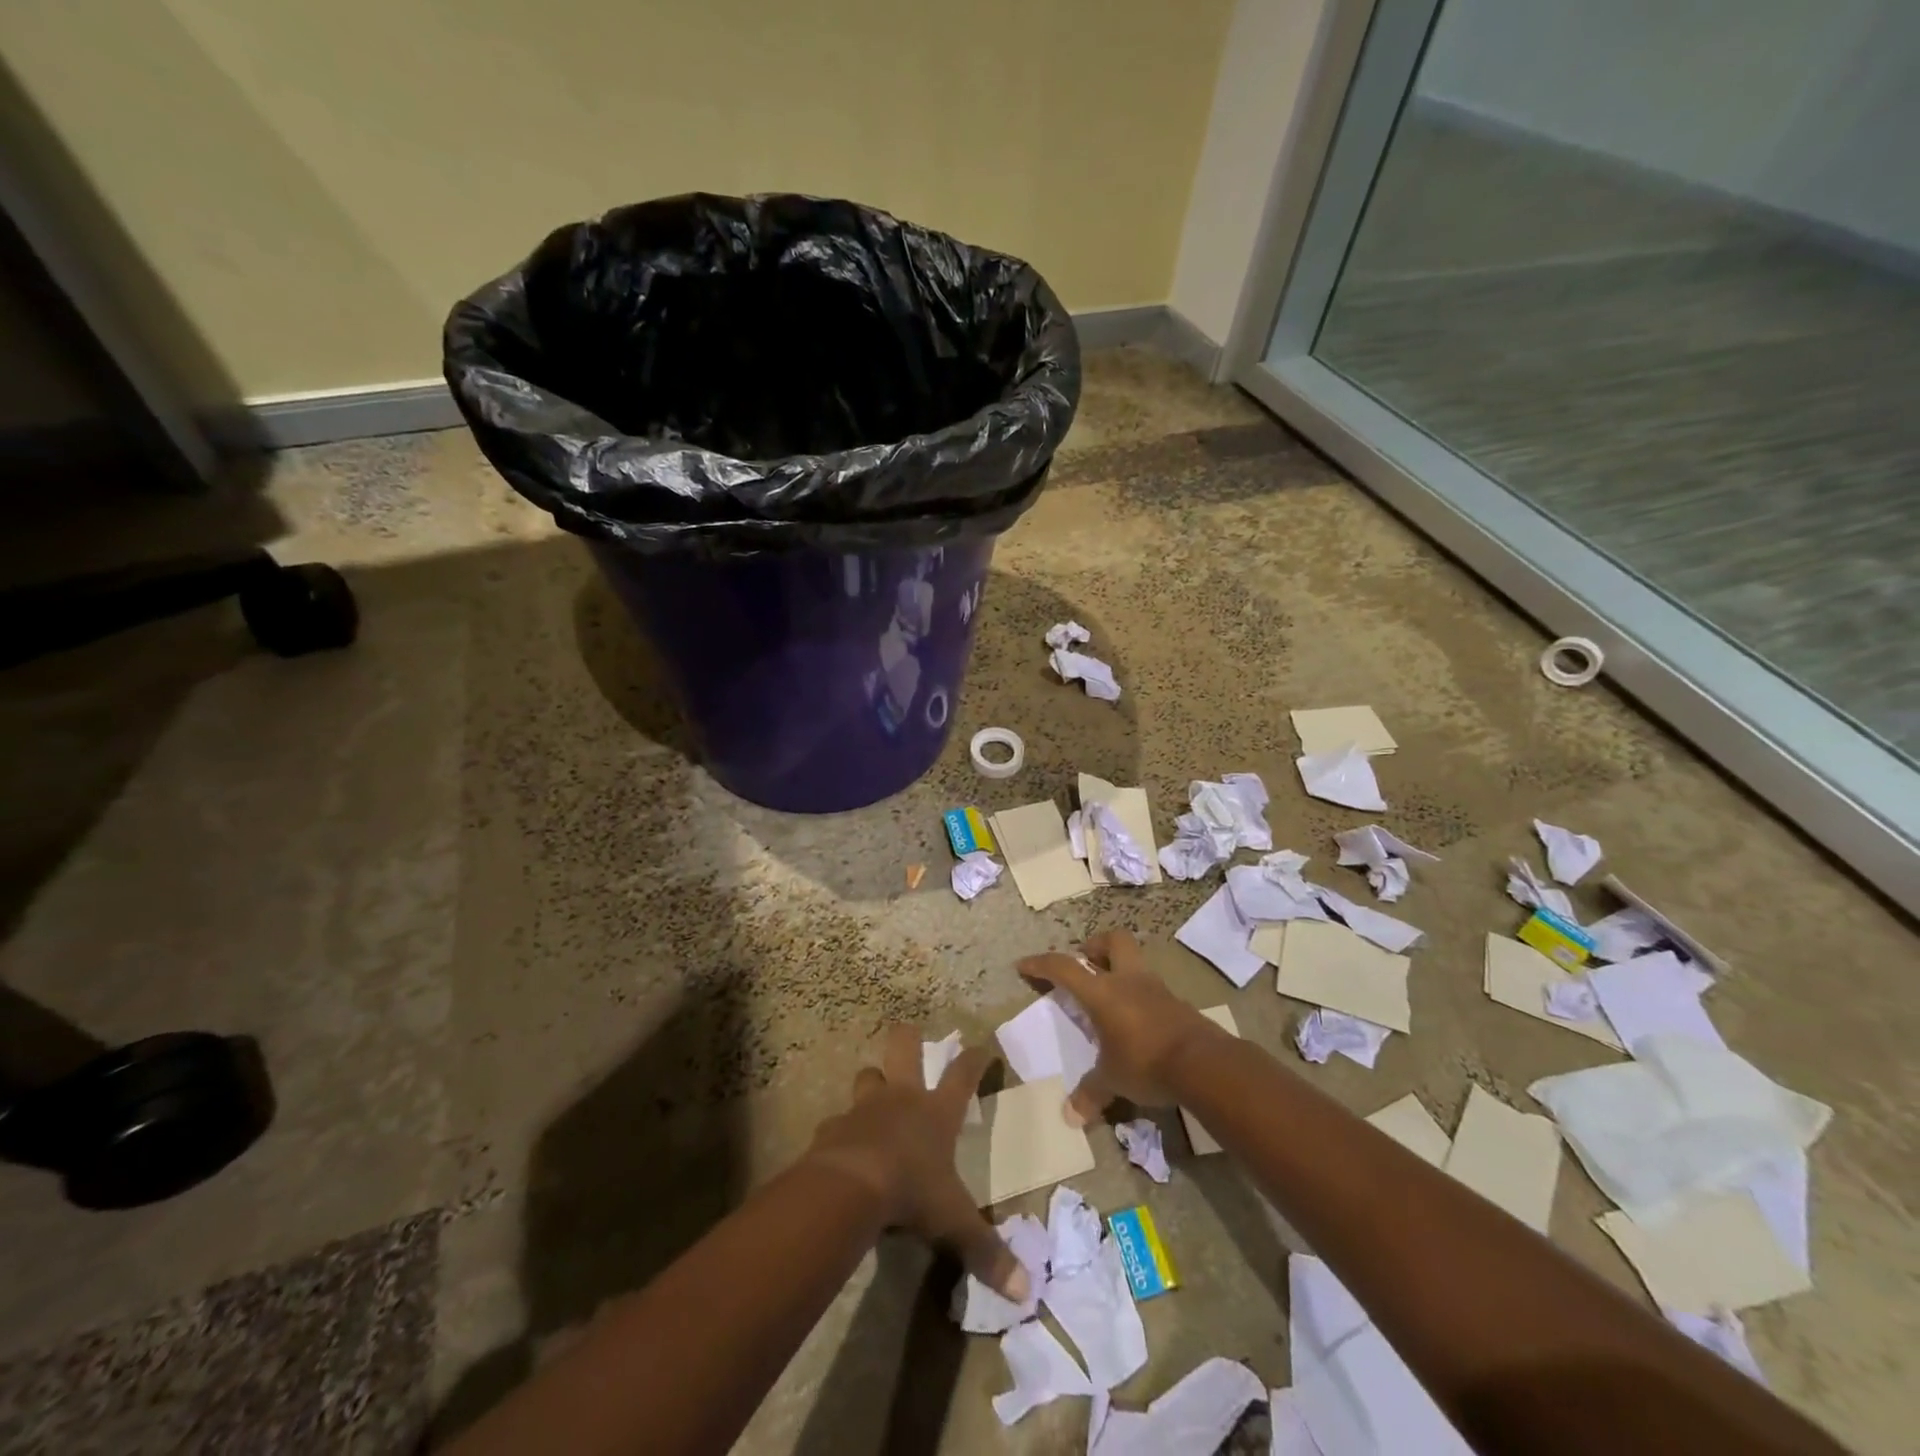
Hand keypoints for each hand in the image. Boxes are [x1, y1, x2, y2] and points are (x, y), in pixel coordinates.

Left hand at [803, 1025, 1026, 1301]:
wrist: (850, 1187)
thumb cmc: (911, 1192)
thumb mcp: (954, 1223)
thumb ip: (987, 1252)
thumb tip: (1026, 1292)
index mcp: (937, 1113)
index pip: (963, 1076)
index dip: (974, 1059)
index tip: (982, 1046)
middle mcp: (902, 1099)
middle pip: (904, 1048)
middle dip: (908, 1036)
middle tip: (909, 1031)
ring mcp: (865, 1108)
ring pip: (867, 1076)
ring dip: (872, 1081)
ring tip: (874, 1090)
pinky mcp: (834, 1126)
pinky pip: (837, 1121)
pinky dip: (841, 1129)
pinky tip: (841, 1144)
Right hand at [1018, 929, 1225, 1125]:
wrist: (1203, 1064)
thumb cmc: (1145, 1062)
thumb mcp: (1112, 1080)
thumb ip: (1090, 1093)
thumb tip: (1070, 1116)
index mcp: (1102, 992)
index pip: (1064, 968)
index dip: (1041, 964)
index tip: (1024, 966)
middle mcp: (1128, 981)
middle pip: (1112, 941)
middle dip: (1095, 947)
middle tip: (1085, 964)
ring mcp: (1156, 988)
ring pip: (1135, 962)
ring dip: (1120, 971)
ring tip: (1110, 996)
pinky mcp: (1177, 1003)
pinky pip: (1152, 988)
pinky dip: (1140, 996)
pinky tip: (1137, 1021)